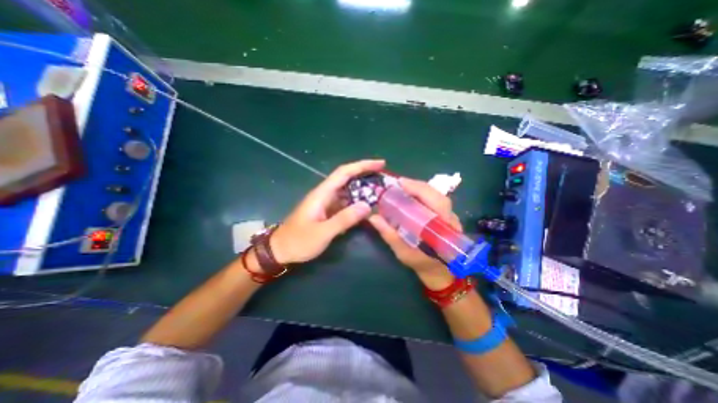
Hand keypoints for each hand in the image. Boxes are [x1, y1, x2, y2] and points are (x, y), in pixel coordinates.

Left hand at [270, 160, 383, 265]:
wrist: (280, 250)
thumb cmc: (298, 241)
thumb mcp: (322, 233)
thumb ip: (344, 219)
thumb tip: (367, 205)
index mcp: (322, 193)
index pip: (344, 172)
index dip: (362, 165)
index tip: (380, 164)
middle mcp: (325, 194)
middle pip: (347, 178)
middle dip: (366, 174)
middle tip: (384, 178)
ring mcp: (326, 203)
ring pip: (348, 190)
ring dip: (363, 189)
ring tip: (381, 191)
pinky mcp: (327, 211)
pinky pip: (345, 202)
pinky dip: (357, 202)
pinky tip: (367, 207)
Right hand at [370, 176, 459, 288]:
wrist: (440, 272)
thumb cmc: (422, 264)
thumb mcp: (404, 252)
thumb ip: (390, 234)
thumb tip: (373, 218)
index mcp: (442, 228)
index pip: (435, 202)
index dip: (418, 189)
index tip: (400, 183)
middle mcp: (449, 218)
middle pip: (436, 194)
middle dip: (416, 185)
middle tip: (398, 184)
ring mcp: (450, 216)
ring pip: (436, 195)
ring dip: (419, 189)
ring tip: (403, 187)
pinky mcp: (446, 216)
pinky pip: (435, 200)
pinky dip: (422, 194)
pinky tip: (411, 195)